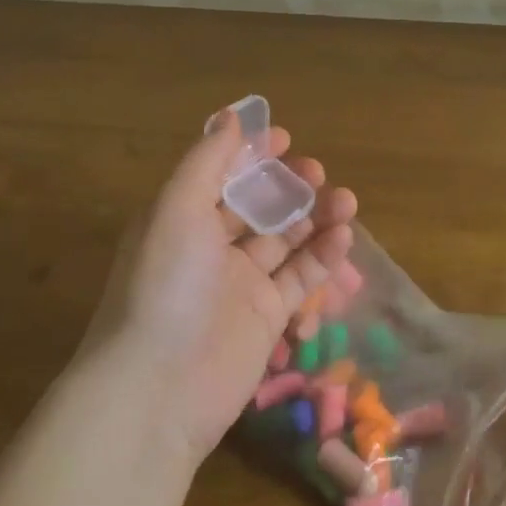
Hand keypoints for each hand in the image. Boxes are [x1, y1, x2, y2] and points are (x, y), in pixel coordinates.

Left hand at [82, 108, 357, 466]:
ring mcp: (241, 283)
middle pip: (259, 206)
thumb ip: (207, 161)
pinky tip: (343, 237)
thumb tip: (230, 116)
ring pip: (286, 239)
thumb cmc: (164, 286)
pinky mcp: (267, 316)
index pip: (222, 176)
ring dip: (316, 217)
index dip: (251, 156)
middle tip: (318, 173)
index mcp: (182, 218)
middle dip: (289, 186)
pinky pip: (300, 277)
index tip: (284, 139)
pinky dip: (323, 255)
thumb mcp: (177, 209)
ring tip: (347, 202)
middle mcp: (210, 247)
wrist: (158, 388)